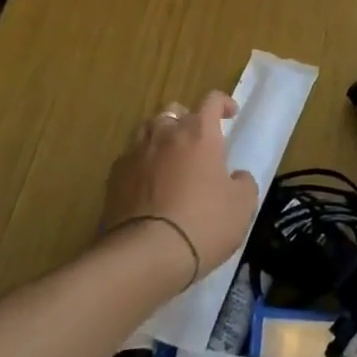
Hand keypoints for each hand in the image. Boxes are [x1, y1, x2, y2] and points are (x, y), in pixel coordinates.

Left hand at [102, 92, 258, 282]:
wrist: (144, 255)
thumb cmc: (203, 223)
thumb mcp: (241, 207)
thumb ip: (243, 183)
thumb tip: (236, 176)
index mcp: (199, 132)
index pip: (211, 101)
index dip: (223, 104)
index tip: (230, 114)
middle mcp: (165, 133)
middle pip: (174, 111)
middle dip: (187, 120)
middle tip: (197, 142)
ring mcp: (135, 153)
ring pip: (148, 131)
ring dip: (160, 139)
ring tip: (169, 160)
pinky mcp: (113, 178)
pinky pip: (130, 159)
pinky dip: (141, 165)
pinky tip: (147, 187)